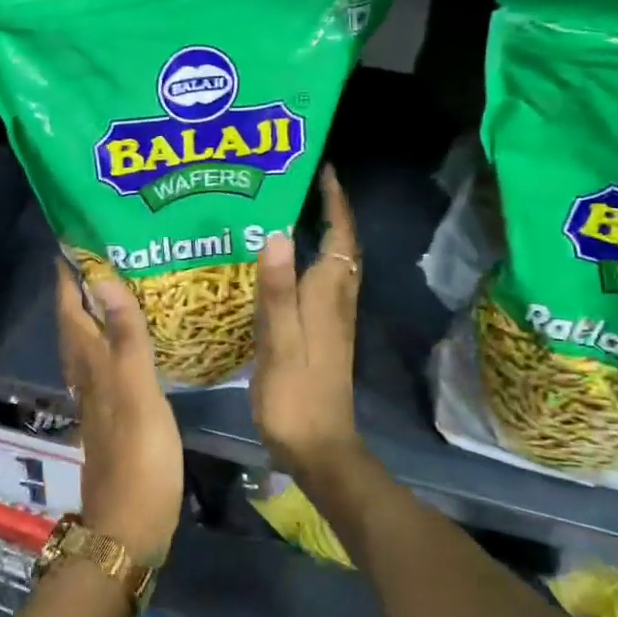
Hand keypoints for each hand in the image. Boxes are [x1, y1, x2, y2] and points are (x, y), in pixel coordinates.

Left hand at [57, 259, 183, 563]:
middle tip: (96, 260)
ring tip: (111, 292)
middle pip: (74, 327)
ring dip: (91, 318)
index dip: (68, 279)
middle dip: (78, 293)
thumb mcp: (137, 391)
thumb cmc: (140, 458)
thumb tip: (103, 281)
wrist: (130, 528)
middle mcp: (87, 379)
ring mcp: (97, 402)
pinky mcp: (112, 420)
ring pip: (86, 348)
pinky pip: (104, 369)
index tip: (70, 244)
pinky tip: (125, 347)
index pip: (71, 311)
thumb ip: (125, 337)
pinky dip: (109, 346)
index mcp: (91, 367)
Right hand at [251, 166, 364, 476]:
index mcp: (328, 296)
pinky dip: (309, 262)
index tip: (322, 169)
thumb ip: (277, 290)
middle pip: (341, 246)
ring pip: (333, 264)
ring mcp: (332, 320)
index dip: (334, 202)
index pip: (339, 236)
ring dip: (321, 234)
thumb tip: (275, 233)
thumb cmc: (295, 394)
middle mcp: (336, 301)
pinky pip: (320, 284)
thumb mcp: (280, 341)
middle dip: (330, 211)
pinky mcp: (323, 335)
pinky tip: (282, 265)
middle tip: (301, 184)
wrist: (318, 447)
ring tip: (290, 212)